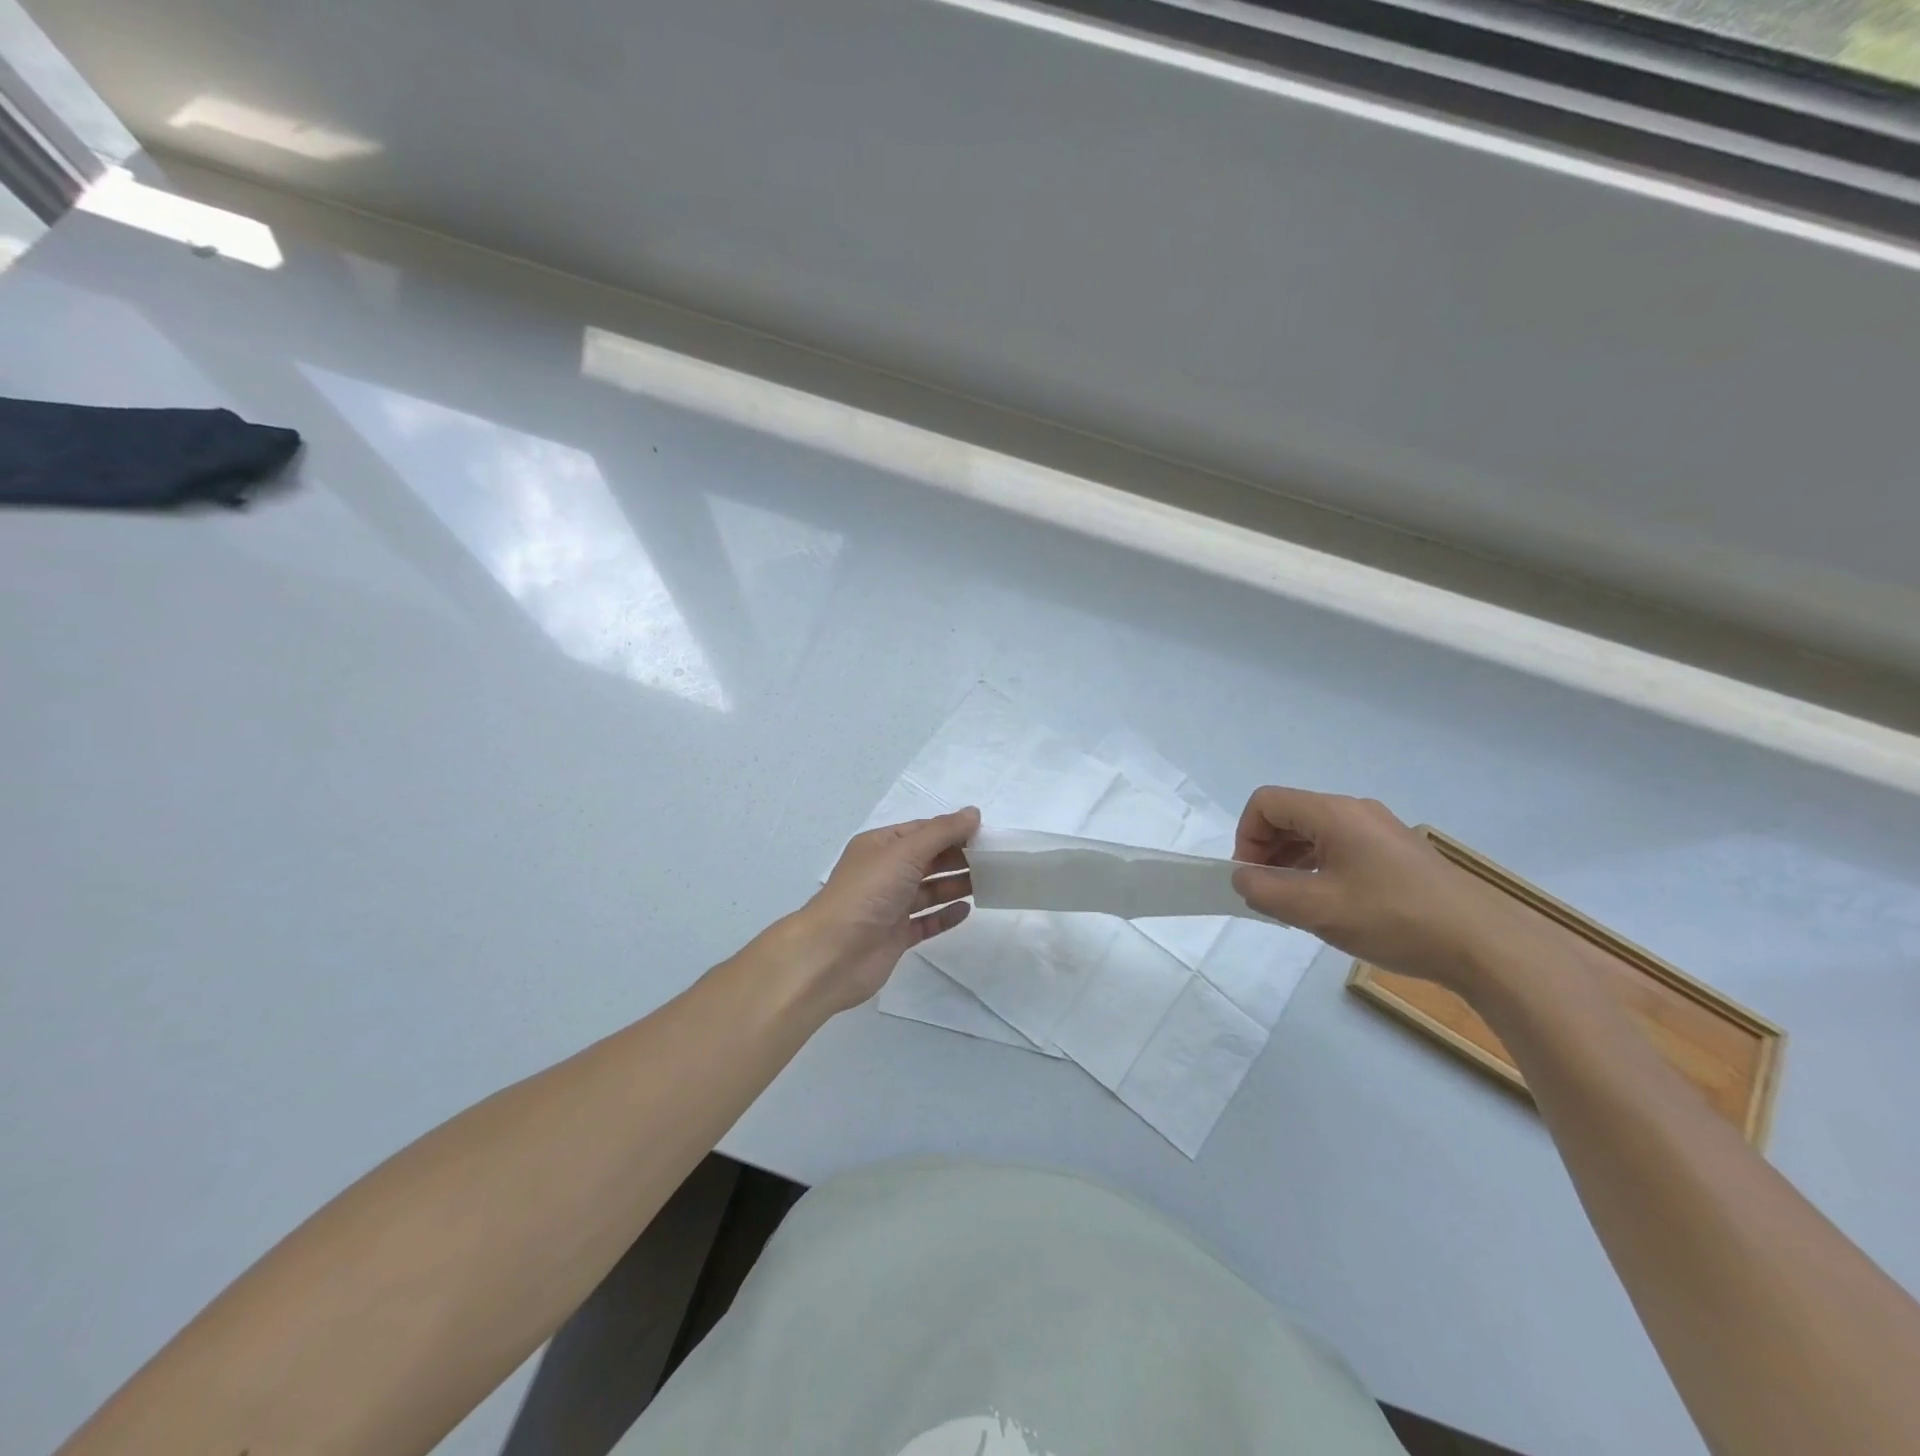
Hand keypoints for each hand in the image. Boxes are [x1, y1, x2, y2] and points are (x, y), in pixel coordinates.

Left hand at [784, 807, 979, 1013]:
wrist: (832, 954)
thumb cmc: (867, 893)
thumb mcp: (905, 852)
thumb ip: (941, 832)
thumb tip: (972, 813)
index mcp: (880, 846)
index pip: (922, 831)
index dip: (952, 830)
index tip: (986, 834)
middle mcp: (885, 873)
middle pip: (928, 859)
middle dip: (958, 857)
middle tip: (995, 860)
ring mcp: (890, 906)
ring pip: (929, 890)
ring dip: (956, 885)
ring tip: (989, 882)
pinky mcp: (896, 935)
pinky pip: (926, 921)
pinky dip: (945, 915)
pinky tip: (967, 911)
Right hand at [1229, 787, 1523, 994]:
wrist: (1484, 945)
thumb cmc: (1393, 919)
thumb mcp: (1316, 909)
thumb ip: (1265, 891)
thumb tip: (1242, 878)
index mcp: (1333, 813)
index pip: (1266, 803)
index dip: (1246, 836)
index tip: (1250, 877)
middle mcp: (1355, 811)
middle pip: (1290, 814)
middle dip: (1266, 849)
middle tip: (1266, 893)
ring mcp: (1379, 830)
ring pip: (1315, 832)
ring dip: (1291, 861)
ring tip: (1294, 902)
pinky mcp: (1396, 853)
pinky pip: (1341, 847)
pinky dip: (1319, 867)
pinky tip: (1328, 903)